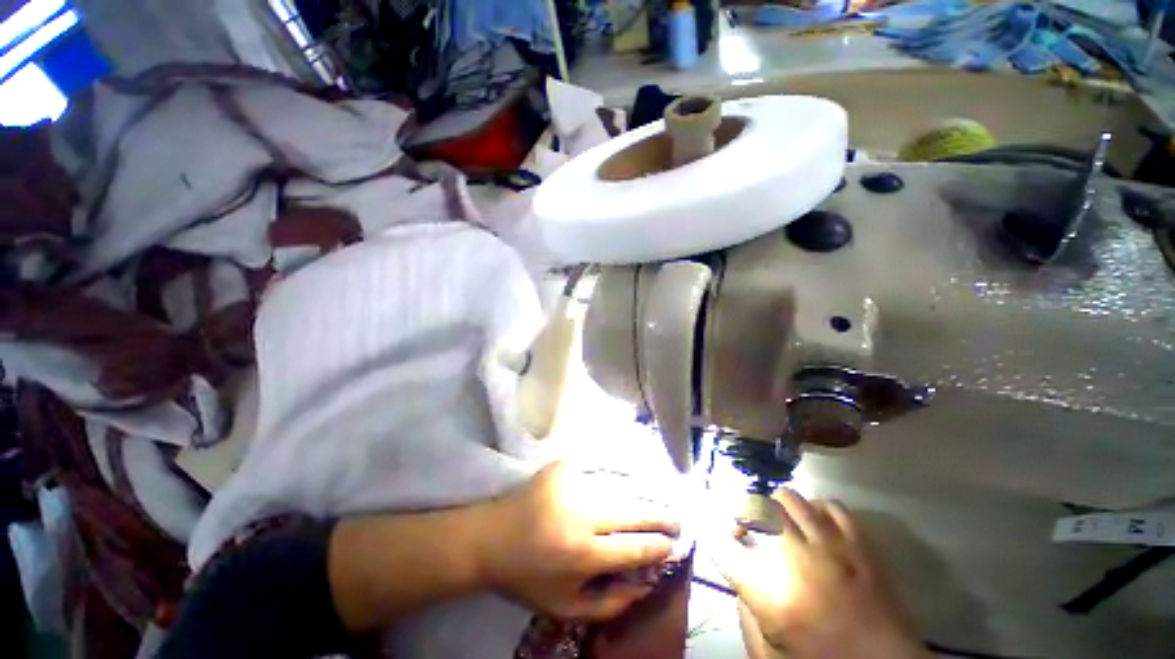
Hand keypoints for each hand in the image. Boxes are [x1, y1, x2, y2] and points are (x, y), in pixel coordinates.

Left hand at [475, 462, 680, 620]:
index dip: (659, 548)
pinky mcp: (563, 467)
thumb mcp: (565, 608)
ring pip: (620, 487)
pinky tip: (633, 476)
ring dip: (645, 494)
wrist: (489, 538)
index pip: (634, 549)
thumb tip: (645, 584)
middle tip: (678, 519)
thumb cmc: (527, 578)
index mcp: (583, 554)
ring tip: (662, 499)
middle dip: (660, 517)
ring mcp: (572, 486)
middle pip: (633, 513)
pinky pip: (599, 468)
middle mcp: (582, 516)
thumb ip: (609, 604)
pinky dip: (619, 473)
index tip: (674, 546)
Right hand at [713, 490, 929, 658]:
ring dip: (778, 508)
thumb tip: (737, 573)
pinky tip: (818, 524)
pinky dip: (817, 509)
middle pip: (756, 508)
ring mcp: (832, 546)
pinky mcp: (859, 544)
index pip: (724, 550)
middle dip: (745, 513)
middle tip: (750, 529)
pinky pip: (831, 506)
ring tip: (783, 523)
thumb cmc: (823, 658)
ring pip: (791, 499)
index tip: (715, 534)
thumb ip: (745, 610)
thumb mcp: (771, 648)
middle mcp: (797, 559)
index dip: (714, 536)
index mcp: (772, 593)